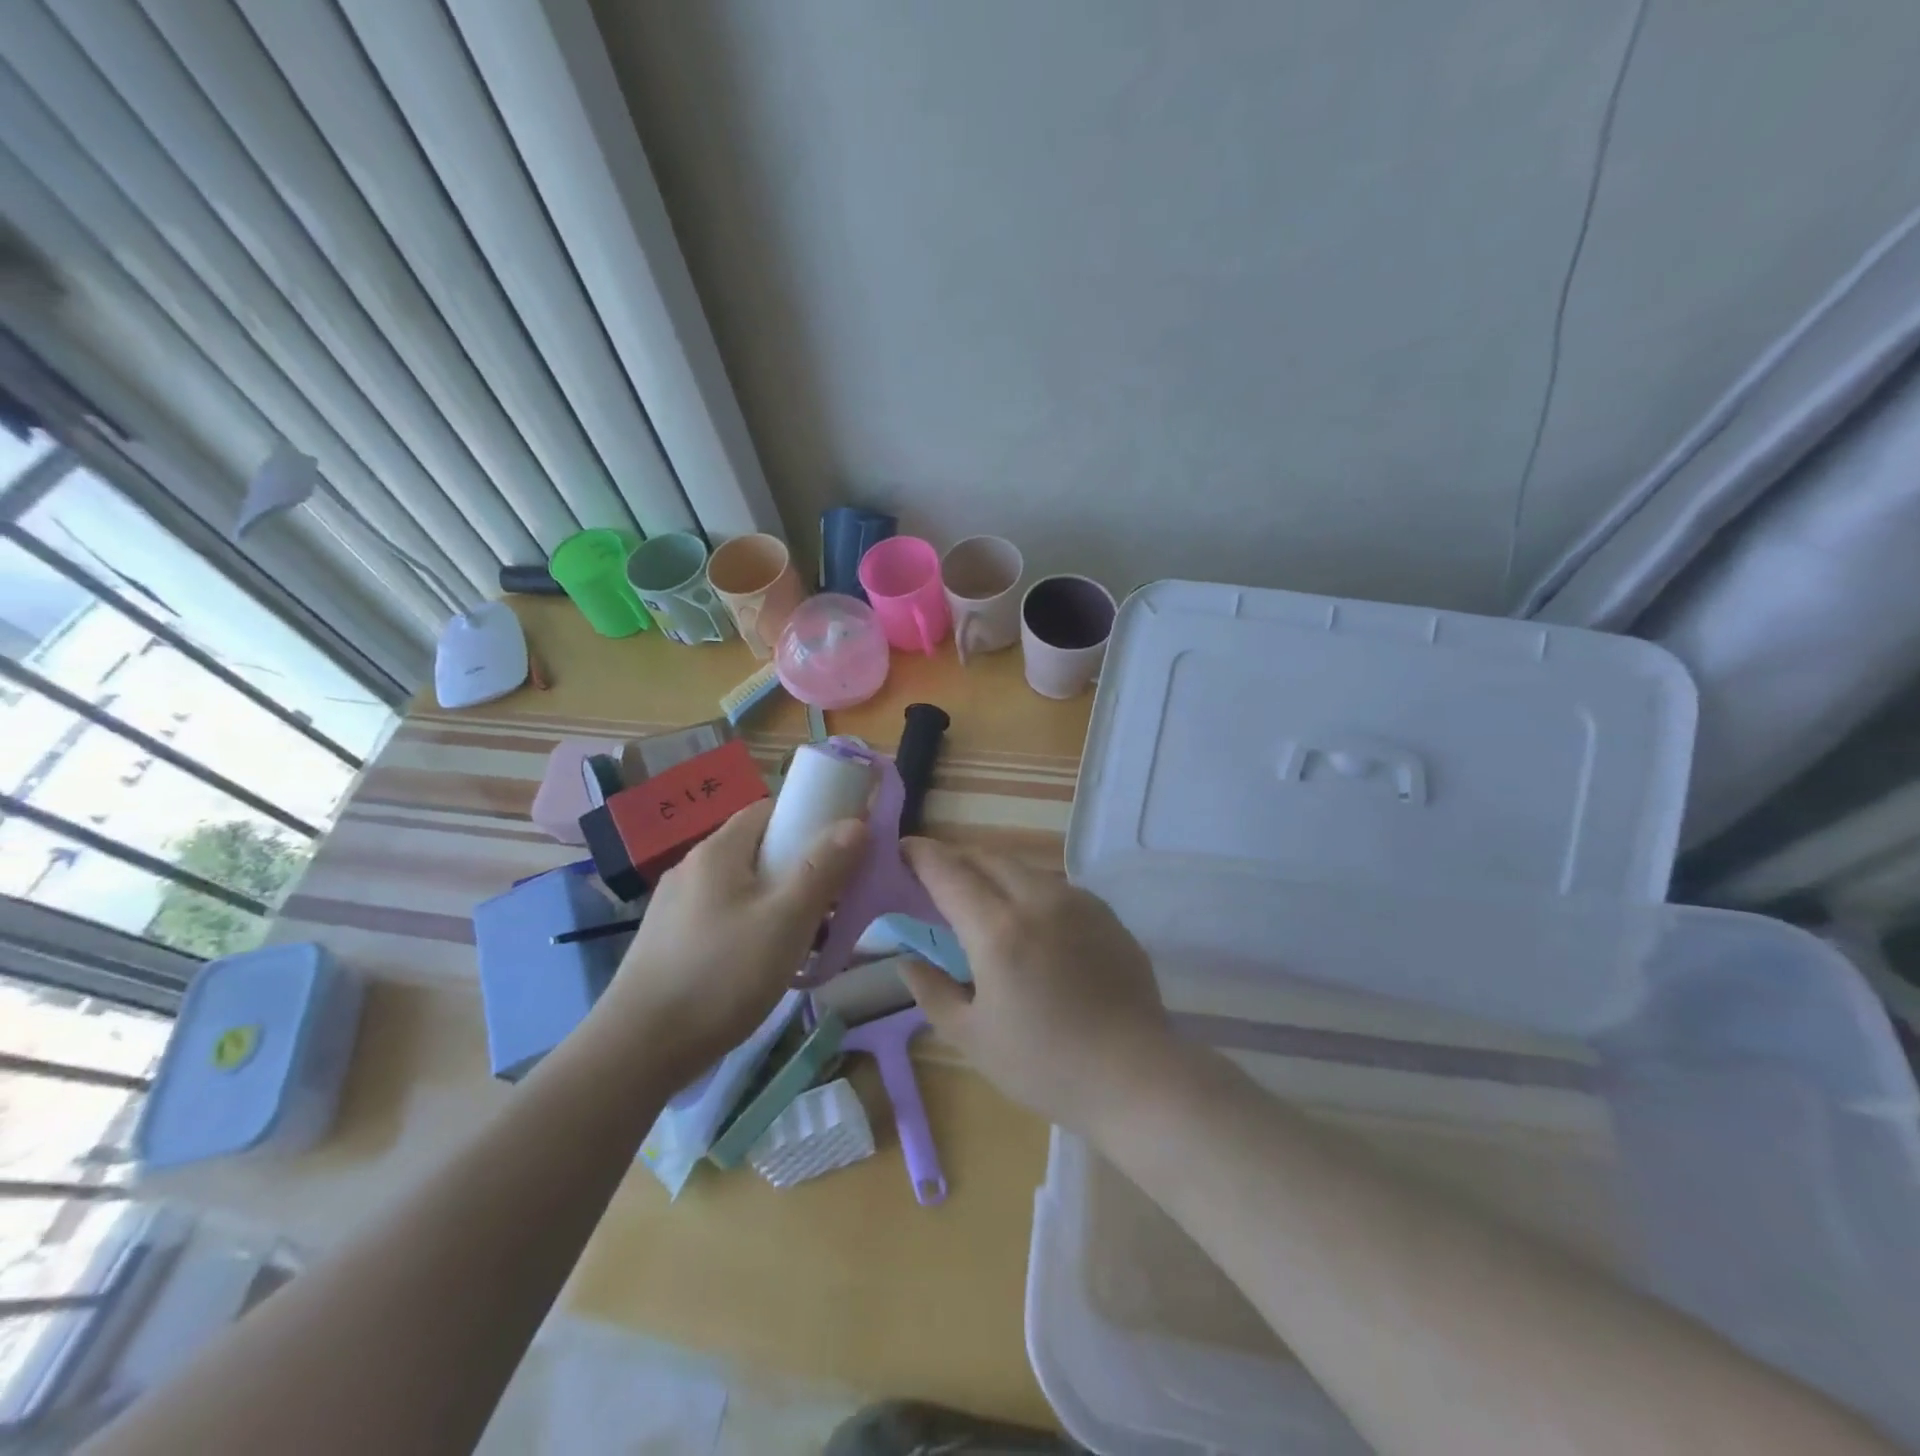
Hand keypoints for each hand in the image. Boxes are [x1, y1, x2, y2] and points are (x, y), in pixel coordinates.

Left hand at [596, 800, 866, 1080]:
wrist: (638, 1050)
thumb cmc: (721, 975)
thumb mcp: (785, 921)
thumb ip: (823, 869)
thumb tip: (856, 823)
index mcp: (718, 851)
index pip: (770, 809)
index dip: (810, 820)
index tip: (843, 849)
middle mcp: (694, 868)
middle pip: (761, 851)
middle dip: (803, 871)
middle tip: (834, 905)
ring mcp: (678, 907)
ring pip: (747, 889)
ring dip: (783, 905)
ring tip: (810, 942)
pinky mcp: (672, 942)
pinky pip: (728, 918)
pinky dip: (757, 929)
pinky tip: (769, 965)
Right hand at [897, 837, 1175, 1134]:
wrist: (1136, 1076)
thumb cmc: (1045, 1065)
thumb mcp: (973, 1038)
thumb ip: (932, 992)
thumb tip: (907, 960)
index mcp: (998, 930)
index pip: (949, 874)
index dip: (922, 855)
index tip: (903, 848)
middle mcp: (1037, 900)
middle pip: (987, 859)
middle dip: (957, 859)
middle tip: (936, 874)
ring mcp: (1077, 902)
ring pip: (1023, 868)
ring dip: (993, 872)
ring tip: (980, 895)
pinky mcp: (1104, 913)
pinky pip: (1054, 886)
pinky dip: (1028, 888)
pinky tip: (1029, 918)